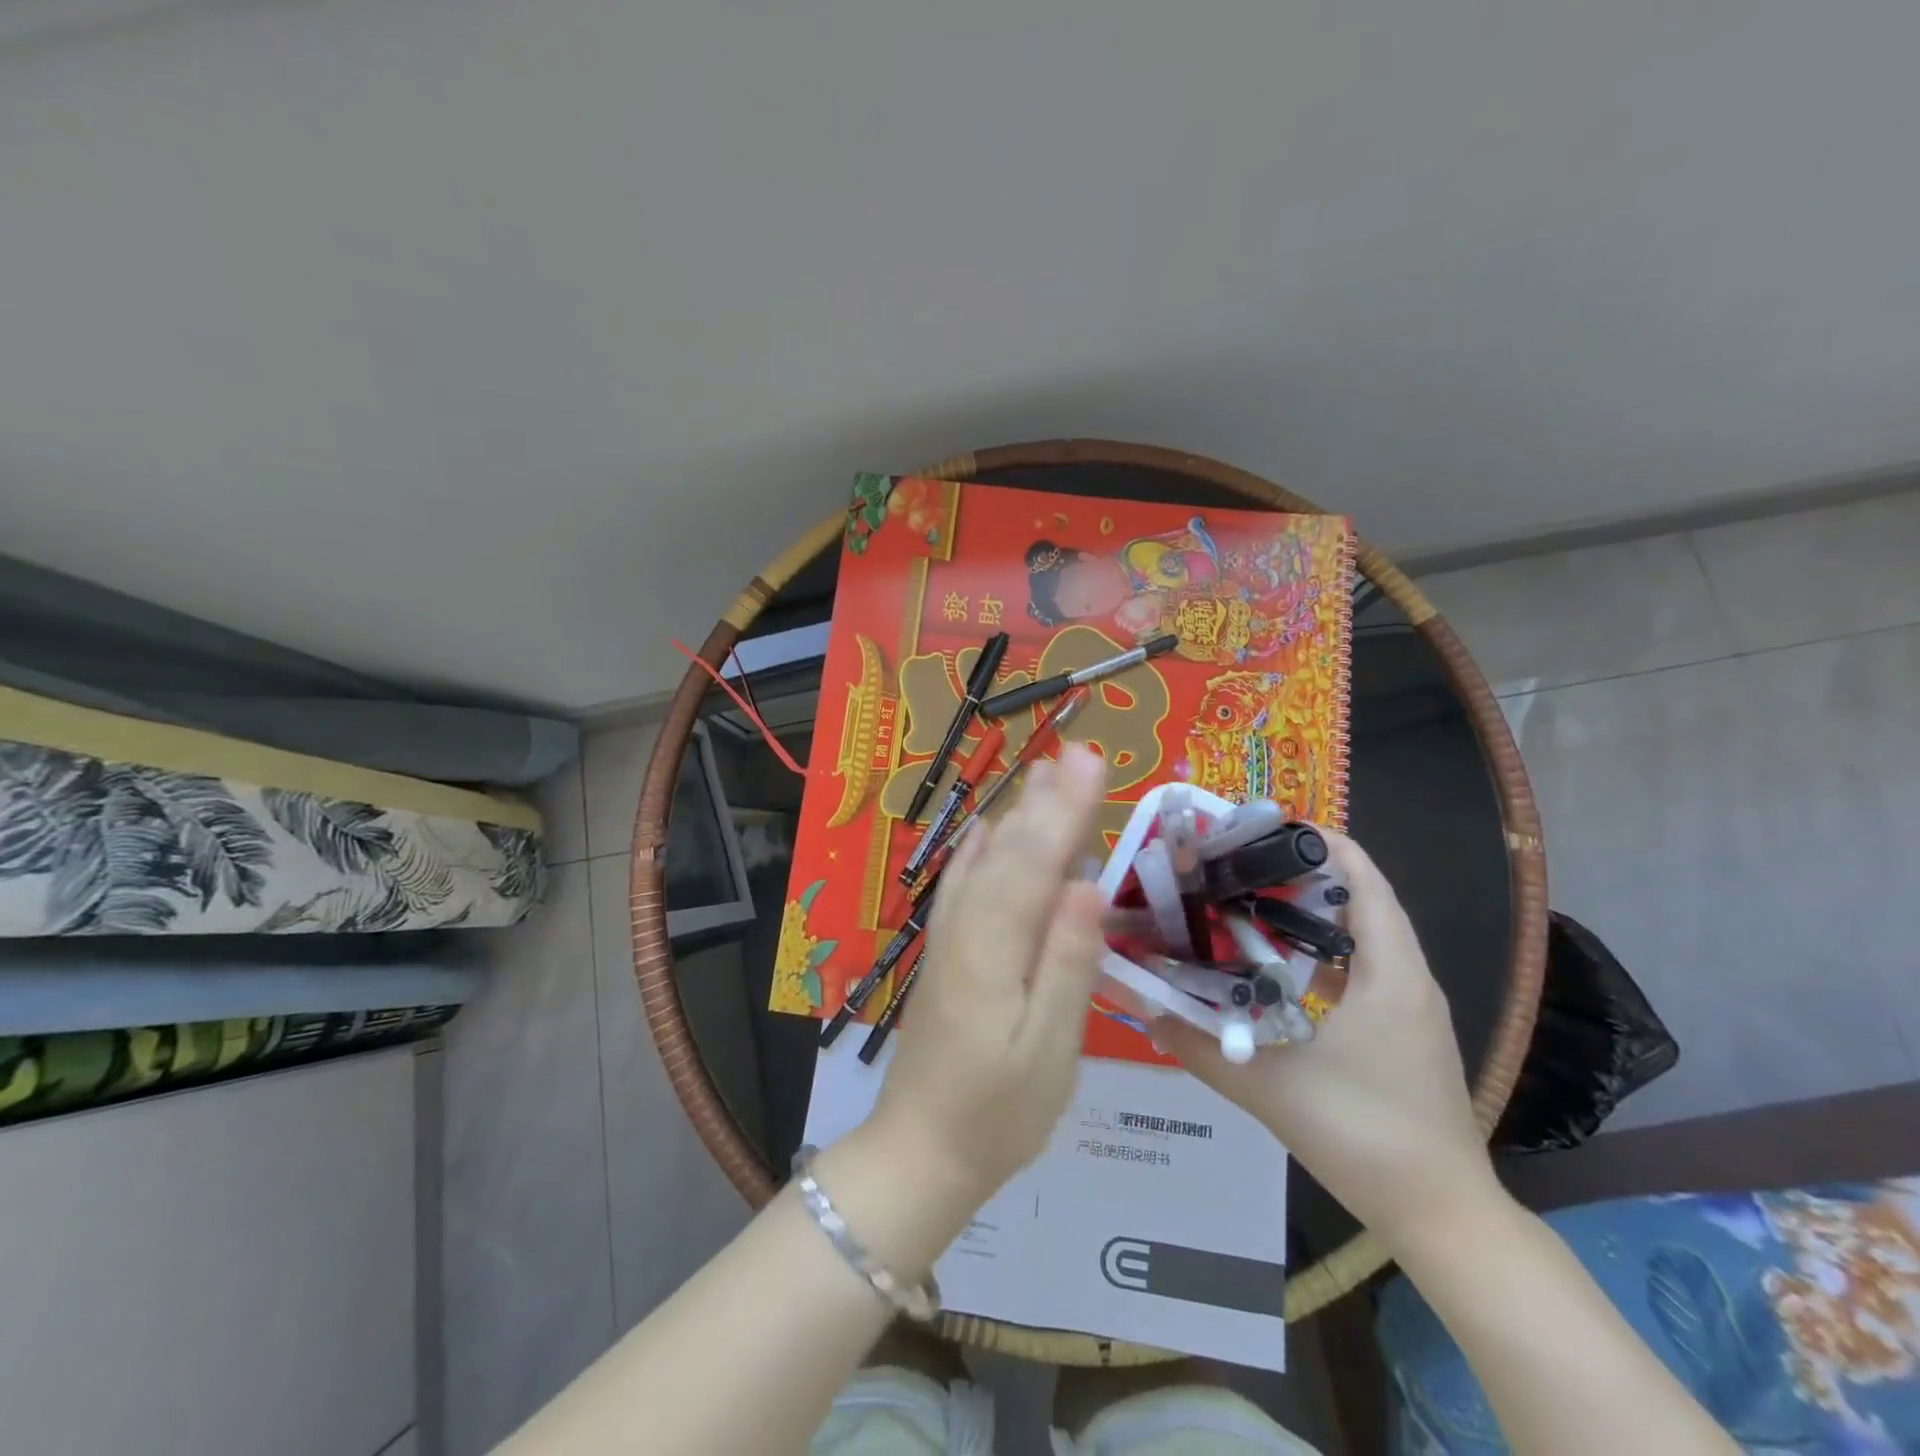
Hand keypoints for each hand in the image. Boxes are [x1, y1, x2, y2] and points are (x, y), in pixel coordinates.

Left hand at [866, 744, 1108, 1205]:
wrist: (922, 1151)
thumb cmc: (999, 1113)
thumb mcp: (1049, 1051)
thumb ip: (1065, 965)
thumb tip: (1085, 887)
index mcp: (994, 949)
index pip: (1036, 863)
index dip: (1065, 810)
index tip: (1092, 763)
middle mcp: (965, 928)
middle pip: (1010, 851)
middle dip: (1048, 800)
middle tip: (1080, 751)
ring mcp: (949, 937)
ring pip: (985, 861)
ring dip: (1018, 815)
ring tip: (1046, 772)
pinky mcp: (945, 951)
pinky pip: (962, 885)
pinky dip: (979, 851)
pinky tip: (989, 830)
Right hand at [1153, 832, 1496, 1251]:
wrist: (1442, 1216)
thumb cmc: (1363, 1137)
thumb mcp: (1269, 1089)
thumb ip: (1200, 1046)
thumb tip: (1142, 1008)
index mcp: (1389, 974)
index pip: (1364, 880)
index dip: (1320, 843)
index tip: (1261, 828)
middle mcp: (1409, 978)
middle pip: (1363, 898)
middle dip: (1303, 872)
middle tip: (1239, 863)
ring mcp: (1412, 1006)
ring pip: (1365, 933)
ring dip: (1314, 910)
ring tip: (1249, 900)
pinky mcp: (1406, 1031)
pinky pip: (1367, 966)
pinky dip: (1325, 949)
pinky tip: (1278, 965)